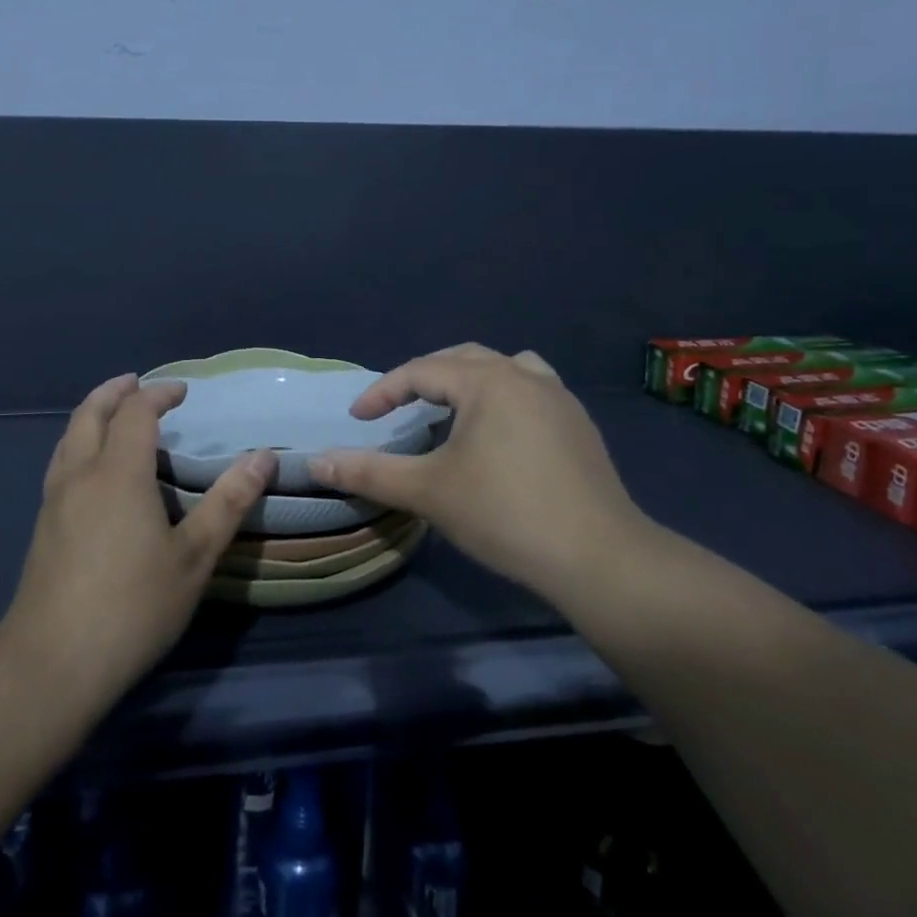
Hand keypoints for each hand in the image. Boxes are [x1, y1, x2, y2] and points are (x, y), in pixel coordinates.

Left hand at [0, 373, 275, 705]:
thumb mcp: (194, 556)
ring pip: (68, 437)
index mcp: (118, 472)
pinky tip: (91, 469)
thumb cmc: (133, 605)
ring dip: (92, 414)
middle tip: (136, 383)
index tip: (182, 391)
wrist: (52, 662)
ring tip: (113, 415)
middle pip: (90, 413)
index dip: (159, 395)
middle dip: (114, 392)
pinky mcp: (42, 526)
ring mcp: (54, 500)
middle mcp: (81, 474)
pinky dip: (79, 442)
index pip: (136, 413)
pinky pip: (61, 462)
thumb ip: (228, 502)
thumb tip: (263, 457)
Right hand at [309, 344, 648, 598]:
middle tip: (398, 407)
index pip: (422, 371)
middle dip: (424, 378)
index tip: (359, 418)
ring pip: (504, 369)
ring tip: (449, 410)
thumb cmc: (505, 514)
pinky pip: (530, 390)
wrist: (599, 558)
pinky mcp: (579, 425)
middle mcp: (525, 376)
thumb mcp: (428, 491)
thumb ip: (369, 472)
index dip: (384, 392)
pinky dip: (502, 398)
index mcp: (488, 381)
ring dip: (469, 381)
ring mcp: (559, 398)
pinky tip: (497, 434)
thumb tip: (316, 463)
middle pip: (463, 359)